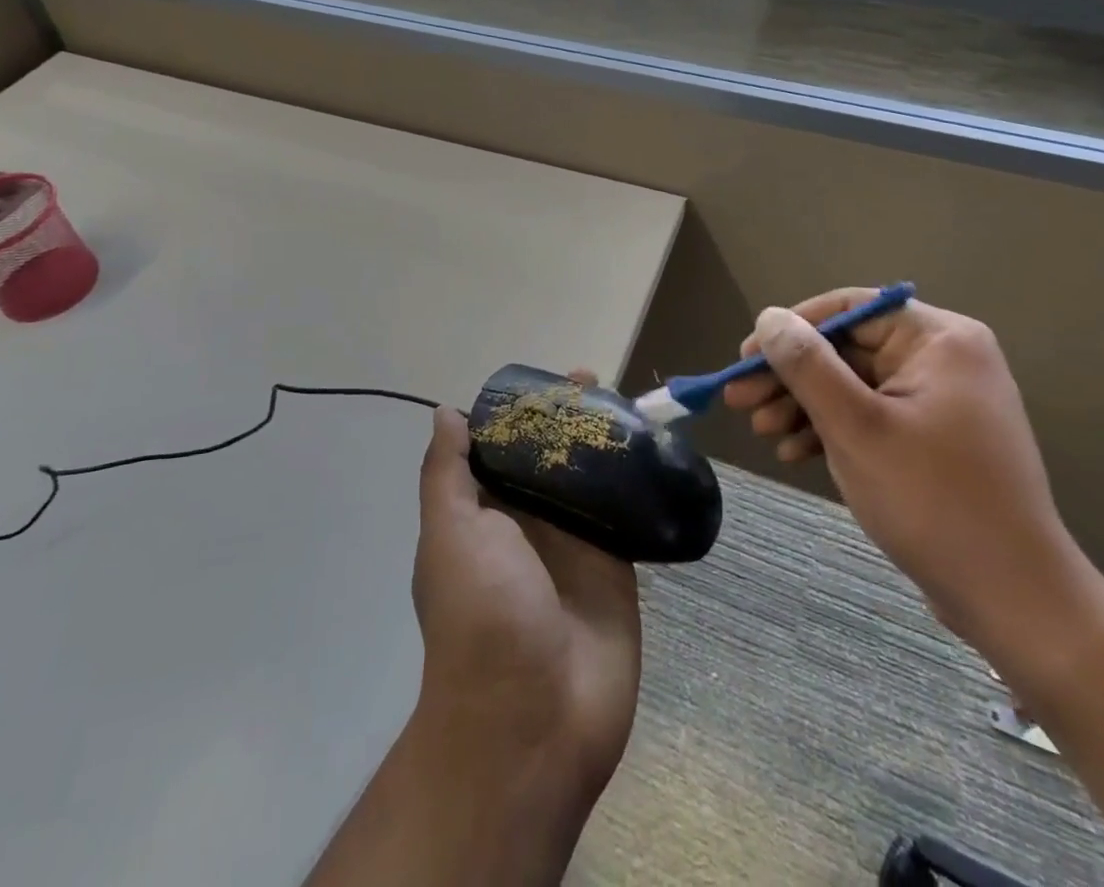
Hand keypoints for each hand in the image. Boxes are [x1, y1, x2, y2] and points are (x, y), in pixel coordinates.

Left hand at [302, 395, 641, 886]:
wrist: (533, 721)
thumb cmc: (481, 616)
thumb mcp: (449, 534)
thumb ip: (448, 474)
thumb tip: (447, 413)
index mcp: (484, 512)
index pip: (502, 446)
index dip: (521, 412)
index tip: (546, 381)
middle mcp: (528, 522)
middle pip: (549, 456)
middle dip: (568, 419)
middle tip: (595, 383)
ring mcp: (574, 543)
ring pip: (590, 477)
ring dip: (605, 442)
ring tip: (630, 403)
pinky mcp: (616, 564)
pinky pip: (627, 511)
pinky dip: (637, 480)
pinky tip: (656, 446)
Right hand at [723, 290, 1100, 663]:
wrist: (1014, 602)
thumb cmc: (932, 500)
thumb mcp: (855, 426)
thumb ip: (806, 364)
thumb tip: (768, 318)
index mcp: (939, 340)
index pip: (850, 309)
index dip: (791, 328)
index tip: (745, 356)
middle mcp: (944, 359)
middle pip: (847, 349)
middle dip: (790, 376)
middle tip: (738, 399)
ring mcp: (941, 401)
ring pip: (853, 385)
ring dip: (803, 405)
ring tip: (761, 431)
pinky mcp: (934, 439)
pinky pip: (871, 416)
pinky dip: (831, 430)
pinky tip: (793, 452)